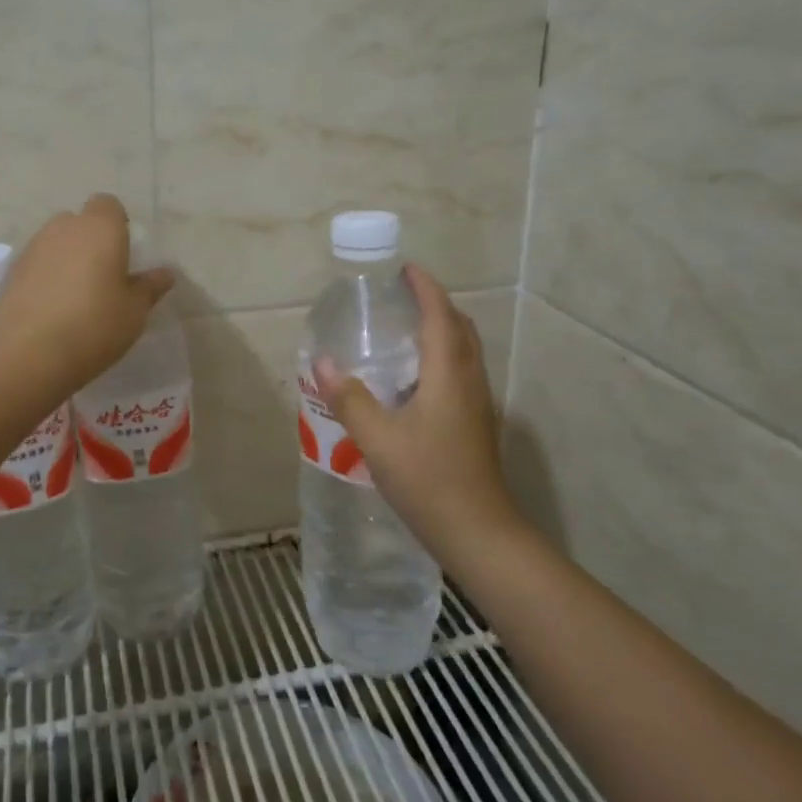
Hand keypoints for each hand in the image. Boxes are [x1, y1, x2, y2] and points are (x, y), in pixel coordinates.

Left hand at [0, 195, 175, 389]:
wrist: (27, 354)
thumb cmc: (94, 325)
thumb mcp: (134, 311)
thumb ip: (150, 287)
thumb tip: (165, 274)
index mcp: (100, 228)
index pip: (108, 205)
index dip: (117, 224)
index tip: (124, 254)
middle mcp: (64, 228)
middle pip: (80, 222)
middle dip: (91, 241)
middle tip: (103, 276)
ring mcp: (33, 247)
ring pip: (56, 242)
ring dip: (67, 259)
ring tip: (76, 296)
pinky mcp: (11, 272)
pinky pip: (37, 264)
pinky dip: (46, 277)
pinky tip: (52, 309)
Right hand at [312, 264, 521, 559]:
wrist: (478, 532)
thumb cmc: (428, 480)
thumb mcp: (378, 440)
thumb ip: (349, 399)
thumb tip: (322, 362)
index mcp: (448, 375)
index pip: (440, 316)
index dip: (425, 288)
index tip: (406, 269)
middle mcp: (469, 381)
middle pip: (460, 327)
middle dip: (436, 304)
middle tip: (403, 296)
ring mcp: (478, 403)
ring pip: (465, 350)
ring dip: (443, 329)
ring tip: (408, 329)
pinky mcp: (477, 423)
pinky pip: (463, 371)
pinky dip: (444, 355)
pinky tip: (417, 378)